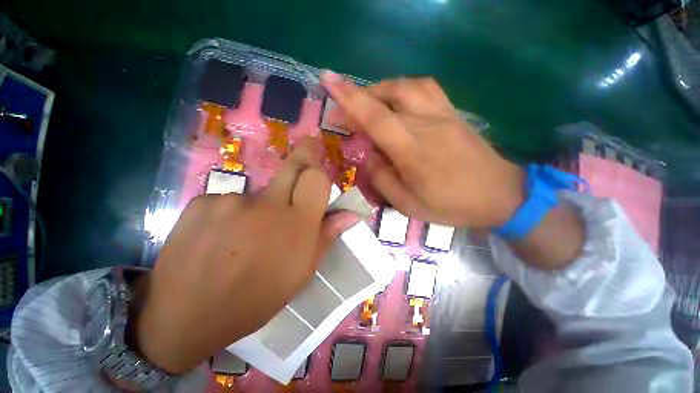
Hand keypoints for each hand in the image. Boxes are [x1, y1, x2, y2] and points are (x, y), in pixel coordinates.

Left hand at [131, 137, 358, 374]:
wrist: (184, 317)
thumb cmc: (255, 300)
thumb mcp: (300, 274)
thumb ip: (326, 237)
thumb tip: (351, 215)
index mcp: (296, 226)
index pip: (316, 180)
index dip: (319, 167)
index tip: (319, 157)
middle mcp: (267, 205)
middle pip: (292, 166)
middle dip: (305, 153)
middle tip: (310, 146)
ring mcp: (231, 200)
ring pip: (261, 191)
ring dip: (264, 204)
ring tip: (248, 234)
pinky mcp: (201, 202)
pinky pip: (230, 200)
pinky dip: (234, 213)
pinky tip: (221, 237)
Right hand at [321, 73, 524, 227]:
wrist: (499, 195)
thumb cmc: (451, 205)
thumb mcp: (408, 204)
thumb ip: (382, 179)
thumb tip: (369, 156)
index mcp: (412, 152)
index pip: (375, 117)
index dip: (349, 98)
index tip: (328, 80)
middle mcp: (426, 125)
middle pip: (387, 96)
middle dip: (359, 98)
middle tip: (346, 113)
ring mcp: (443, 114)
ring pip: (406, 86)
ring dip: (381, 90)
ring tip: (370, 105)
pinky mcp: (453, 113)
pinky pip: (425, 88)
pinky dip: (403, 89)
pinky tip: (397, 102)